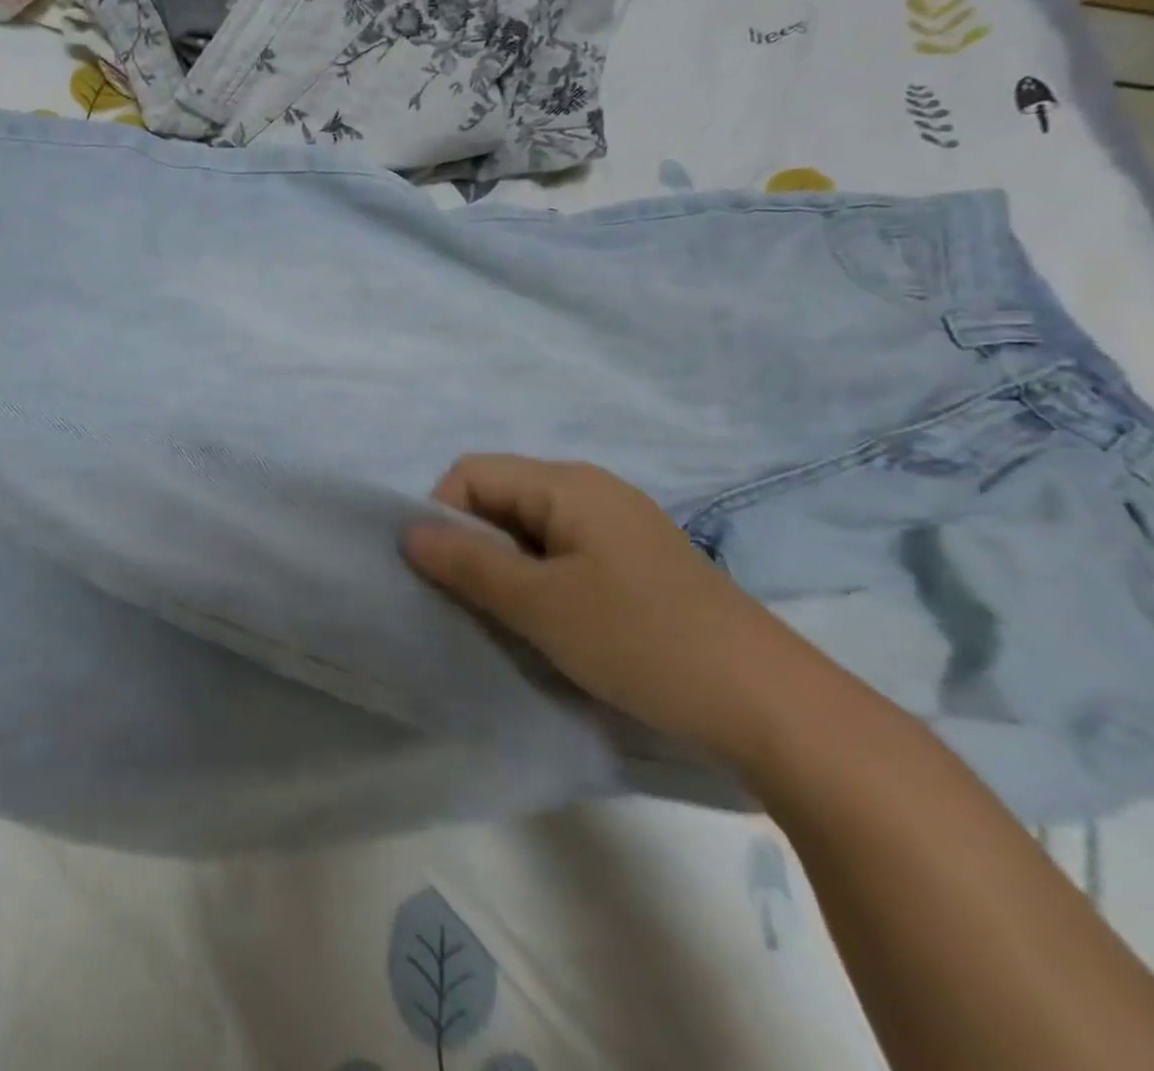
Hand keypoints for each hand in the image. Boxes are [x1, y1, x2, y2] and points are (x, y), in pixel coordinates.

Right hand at [402, 455, 814, 767]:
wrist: (775, 710)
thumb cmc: (643, 642)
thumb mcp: (540, 605)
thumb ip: (467, 564)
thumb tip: (407, 532)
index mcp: (568, 484)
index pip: (471, 472)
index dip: (443, 515)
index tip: (445, 574)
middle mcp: (592, 491)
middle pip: (500, 496)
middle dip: (472, 544)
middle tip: (472, 602)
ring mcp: (618, 528)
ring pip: (529, 529)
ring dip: (504, 567)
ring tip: (510, 618)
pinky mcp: (635, 564)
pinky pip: (562, 554)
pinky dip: (539, 581)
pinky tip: (552, 624)